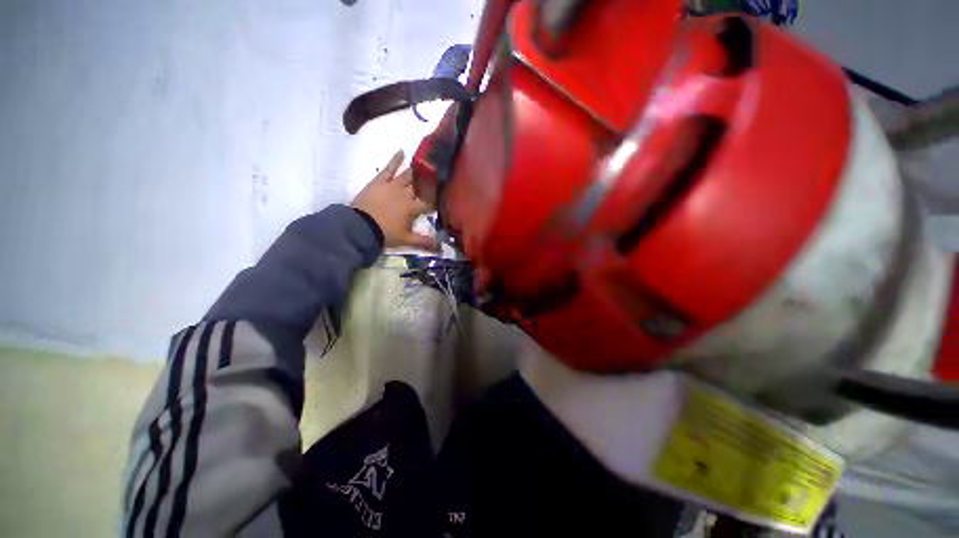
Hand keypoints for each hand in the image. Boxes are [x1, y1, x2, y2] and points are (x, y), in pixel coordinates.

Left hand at [352, 150, 439, 250]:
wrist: (360, 227)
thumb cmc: (385, 234)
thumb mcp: (407, 240)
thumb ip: (425, 242)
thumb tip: (442, 248)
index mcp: (413, 208)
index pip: (430, 202)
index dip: (438, 199)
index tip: (446, 194)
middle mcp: (406, 194)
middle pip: (421, 185)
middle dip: (430, 180)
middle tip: (439, 173)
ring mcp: (392, 185)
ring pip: (408, 175)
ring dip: (418, 169)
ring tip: (427, 161)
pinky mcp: (379, 182)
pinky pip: (389, 168)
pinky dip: (395, 160)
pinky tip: (401, 151)